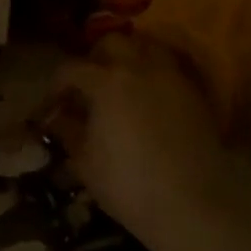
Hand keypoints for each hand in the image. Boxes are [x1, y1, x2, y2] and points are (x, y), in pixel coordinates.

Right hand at [45, 35, 239, 250]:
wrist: (191, 207)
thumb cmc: (127, 184)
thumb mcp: (85, 160)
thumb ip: (68, 131)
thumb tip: (57, 118)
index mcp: (106, 82)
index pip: (71, 68)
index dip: (57, 85)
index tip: (53, 105)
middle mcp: (140, 69)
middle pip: (113, 43)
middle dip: (95, 58)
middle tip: (89, 85)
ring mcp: (172, 79)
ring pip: (148, 48)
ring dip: (130, 58)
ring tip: (122, 84)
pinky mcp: (196, 95)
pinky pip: (172, 70)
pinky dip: (156, 75)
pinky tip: (150, 100)